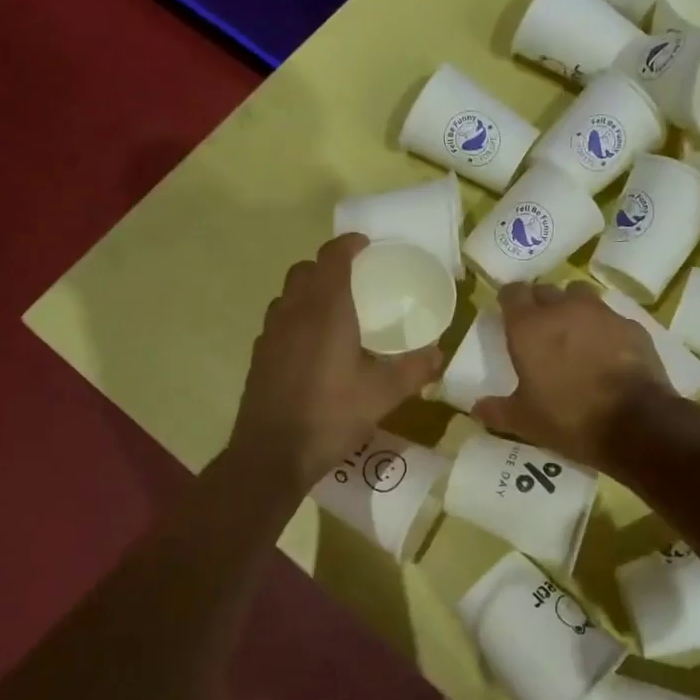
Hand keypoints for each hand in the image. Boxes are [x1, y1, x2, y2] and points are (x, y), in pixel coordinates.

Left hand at [228, 234, 443, 491]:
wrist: (271, 454)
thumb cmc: (331, 416)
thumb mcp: (383, 395)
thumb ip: (414, 370)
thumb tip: (439, 354)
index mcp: (326, 311)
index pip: (332, 258)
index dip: (348, 244)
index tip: (366, 245)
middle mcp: (294, 312)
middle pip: (304, 270)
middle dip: (327, 265)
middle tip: (353, 278)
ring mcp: (271, 333)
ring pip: (287, 294)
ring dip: (308, 290)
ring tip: (333, 309)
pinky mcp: (259, 355)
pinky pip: (278, 320)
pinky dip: (295, 317)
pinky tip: (311, 345)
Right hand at [472, 282, 671, 466]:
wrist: (636, 423)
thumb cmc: (569, 418)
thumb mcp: (525, 422)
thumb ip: (497, 411)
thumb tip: (475, 409)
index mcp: (529, 326)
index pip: (512, 292)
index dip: (509, 301)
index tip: (509, 315)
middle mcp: (563, 309)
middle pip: (545, 290)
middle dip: (540, 304)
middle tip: (540, 329)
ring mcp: (601, 314)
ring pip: (580, 296)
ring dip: (573, 308)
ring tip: (574, 334)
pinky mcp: (631, 325)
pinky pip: (610, 318)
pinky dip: (604, 329)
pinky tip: (606, 351)